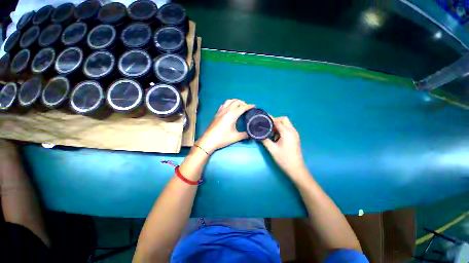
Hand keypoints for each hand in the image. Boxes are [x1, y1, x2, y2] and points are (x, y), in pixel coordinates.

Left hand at [197, 99, 254, 153]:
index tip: (254, 106)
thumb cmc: (223, 138)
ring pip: (229, 101)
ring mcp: (221, 111)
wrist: (209, 140)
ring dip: (235, 101)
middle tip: (247, 107)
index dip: (249, 106)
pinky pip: (224, 105)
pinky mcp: (217, 113)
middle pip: (236, 102)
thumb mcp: (236, 137)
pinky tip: (229, 108)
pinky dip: (229, 103)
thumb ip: (245, 135)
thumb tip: (250, 134)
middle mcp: (227, 110)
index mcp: (232, 115)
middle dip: (243, 103)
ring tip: (239, 105)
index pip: (242, 107)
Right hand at [262, 117, 306, 176]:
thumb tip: (259, 134)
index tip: (263, 117)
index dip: (270, 119)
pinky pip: (287, 129)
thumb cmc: (284, 159)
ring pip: (286, 124)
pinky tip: (276, 138)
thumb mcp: (272, 149)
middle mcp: (292, 131)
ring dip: (278, 126)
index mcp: (287, 133)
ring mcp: (295, 134)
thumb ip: (265, 140)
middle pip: (284, 119)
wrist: (296, 169)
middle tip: (268, 127)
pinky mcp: (295, 137)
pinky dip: (281, 130)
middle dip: (275, 121)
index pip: (278, 121)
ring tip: (271, 134)